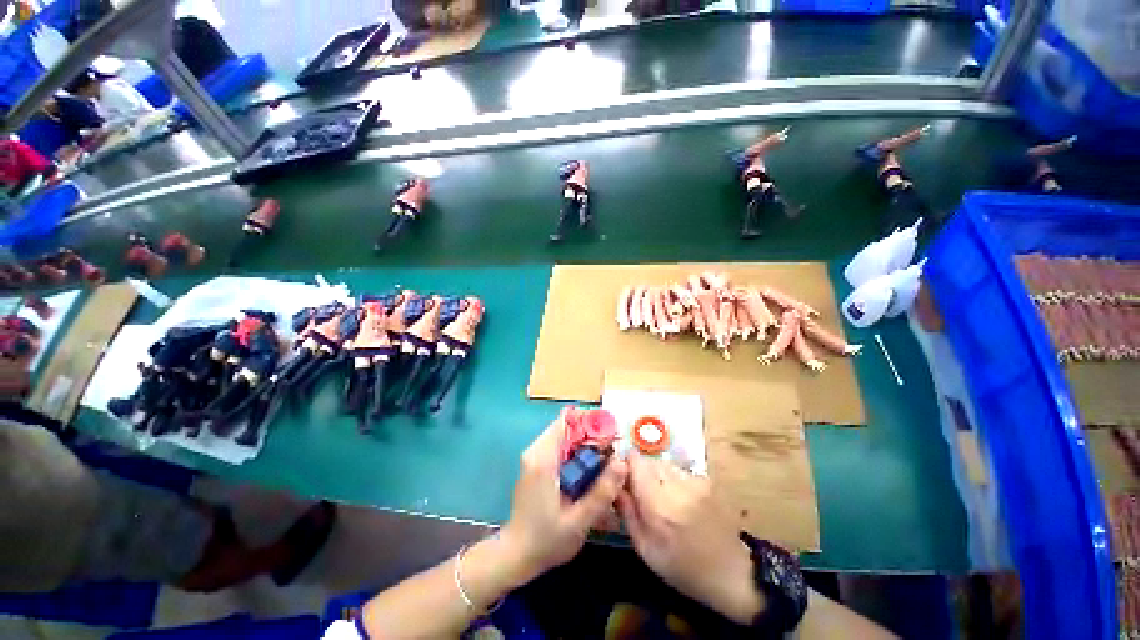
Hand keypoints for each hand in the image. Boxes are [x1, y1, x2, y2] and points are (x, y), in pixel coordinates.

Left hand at [500, 409, 627, 584]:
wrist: (515, 555)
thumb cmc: (546, 541)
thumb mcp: (579, 522)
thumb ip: (601, 492)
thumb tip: (623, 463)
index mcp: (543, 459)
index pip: (567, 421)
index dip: (590, 423)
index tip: (610, 437)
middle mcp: (536, 450)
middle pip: (568, 426)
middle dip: (591, 435)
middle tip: (612, 454)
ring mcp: (534, 455)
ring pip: (565, 435)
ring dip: (585, 444)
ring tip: (604, 463)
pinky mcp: (536, 463)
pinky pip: (560, 446)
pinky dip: (577, 452)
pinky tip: (589, 471)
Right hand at [616, 454, 763, 624]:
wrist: (729, 572)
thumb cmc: (681, 567)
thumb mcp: (645, 549)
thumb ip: (627, 512)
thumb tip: (614, 483)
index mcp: (658, 505)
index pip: (635, 462)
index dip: (626, 466)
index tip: (624, 479)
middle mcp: (676, 485)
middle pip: (648, 460)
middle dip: (641, 473)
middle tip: (643, 495)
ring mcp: (694, 481)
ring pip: (664, 464)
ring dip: (658, 475)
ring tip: (663, 499)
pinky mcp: (706, 480)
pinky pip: (679, 471)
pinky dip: (674, 480)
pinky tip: (680, 500)